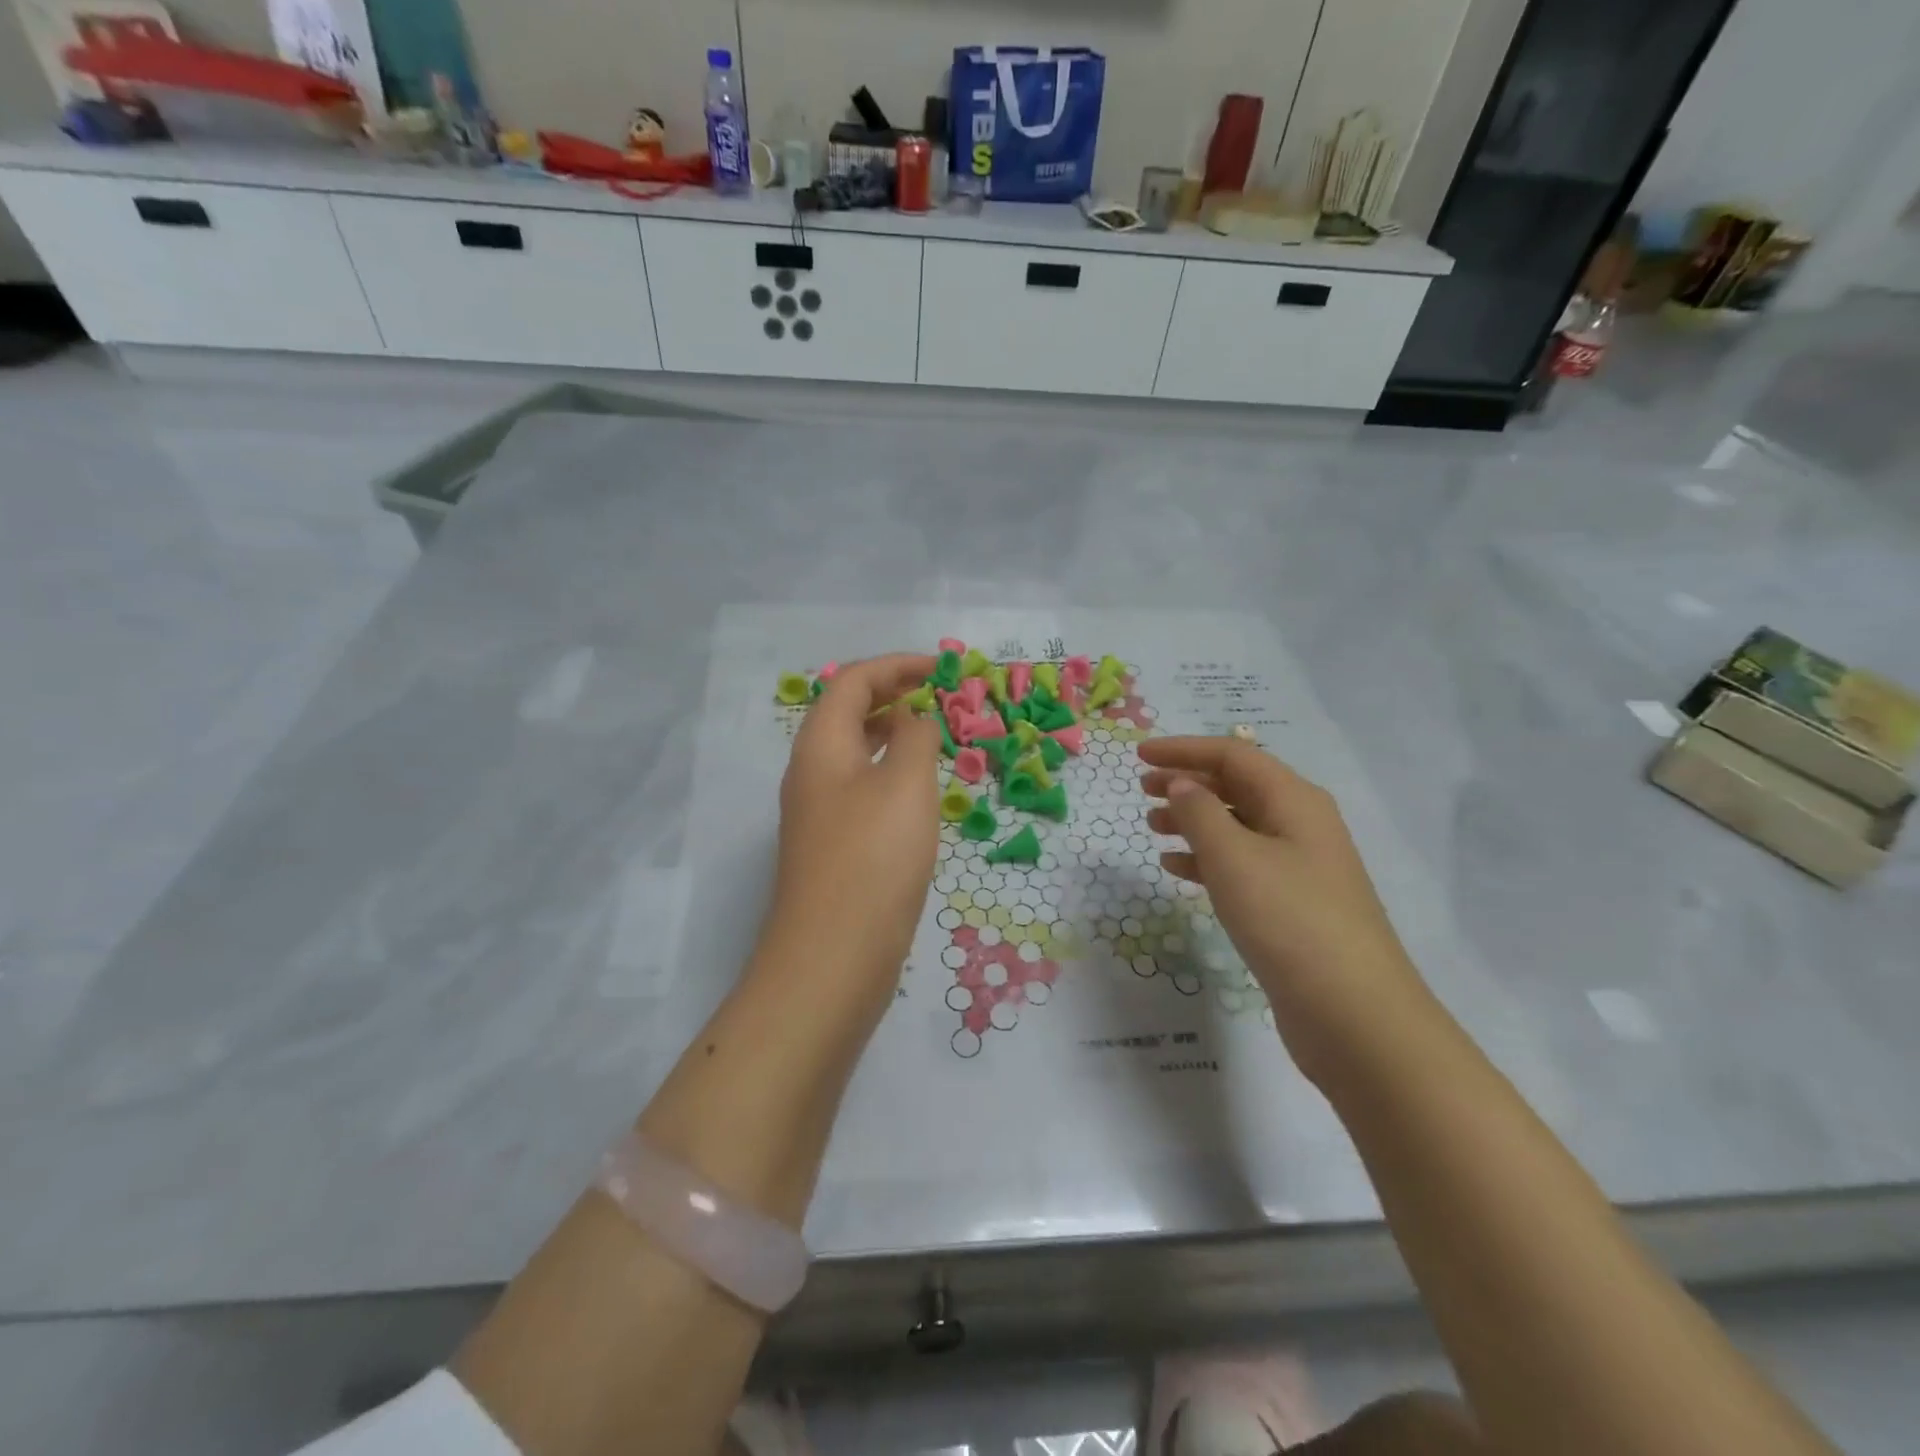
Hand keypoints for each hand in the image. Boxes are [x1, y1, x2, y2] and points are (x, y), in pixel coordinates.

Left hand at [763, 654, 942, 994]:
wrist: (833, 956)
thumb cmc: (873, 858)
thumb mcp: (906, 785)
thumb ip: (917, 738)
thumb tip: (916, 719)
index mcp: (820, 746)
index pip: (852, 681)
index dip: (896, 666)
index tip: (942, 670)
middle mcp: (812, 772)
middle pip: (847, 713)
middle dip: (893, 695)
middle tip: (941, 698)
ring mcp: (819, 813)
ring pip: (855, 754)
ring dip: (893, 735)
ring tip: (935, 737)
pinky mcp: (833, 847)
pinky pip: (862, 790)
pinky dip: (891, 774)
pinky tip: (920, 792)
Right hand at [1138, 737, 1428, 1079]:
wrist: (1353, 1013)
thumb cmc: (1288, 920)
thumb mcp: (1234, 857)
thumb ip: (1200, 812)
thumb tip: (1182, 783)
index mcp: (1294, 800)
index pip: (1233, 756)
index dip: (1184, 750)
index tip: (1139, 754)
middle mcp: (1300, 824)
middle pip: (1237, 787)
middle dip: (1188, 782)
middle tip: (1142, 789)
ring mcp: (1299, 866)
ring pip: (1237, 826)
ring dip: (1193, 820)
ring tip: (1152, 827)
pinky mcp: (1292, 904)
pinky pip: (1242, 864)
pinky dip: (1207, 859)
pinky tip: (1176, 869)